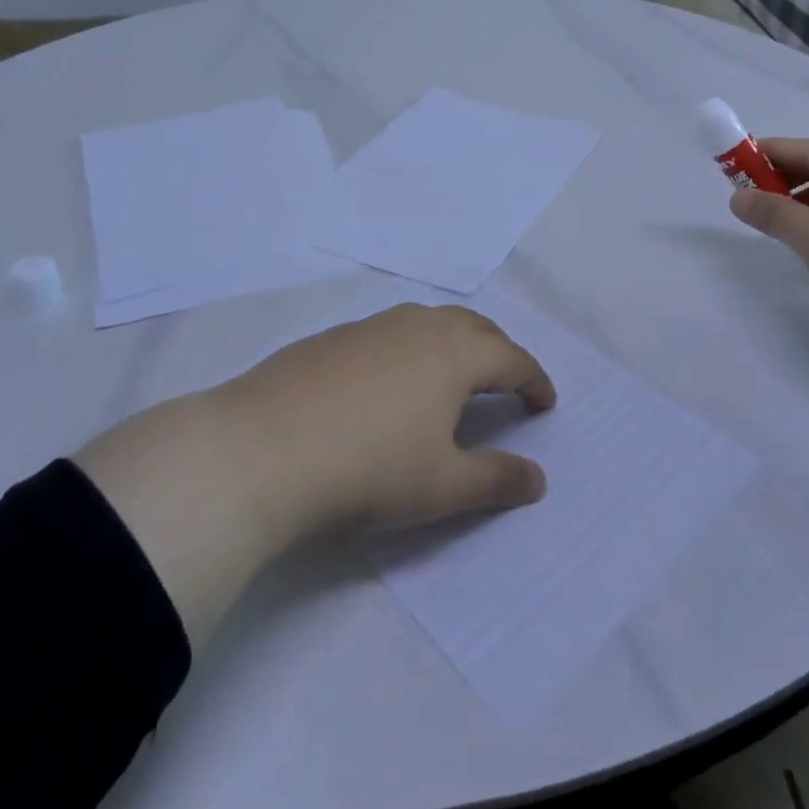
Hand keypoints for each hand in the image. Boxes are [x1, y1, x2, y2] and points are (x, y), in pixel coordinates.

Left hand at [214, 302, 555, 535]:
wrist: (263, 450)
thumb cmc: (369, 468)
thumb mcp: (443, 485)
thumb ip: (497, 480)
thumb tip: (538, 479)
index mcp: (454, 353)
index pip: (511, 358)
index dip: (534, 380)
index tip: (545, 403)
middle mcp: (418, 326)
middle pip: (475, 328)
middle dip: (499, 353)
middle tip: (507, 384)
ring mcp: (371, 327)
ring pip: (429, 323)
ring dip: (454, 344)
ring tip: (453, 377)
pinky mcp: (332, 338)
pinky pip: (390, 333)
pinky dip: (412, 349)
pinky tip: (390, 383)